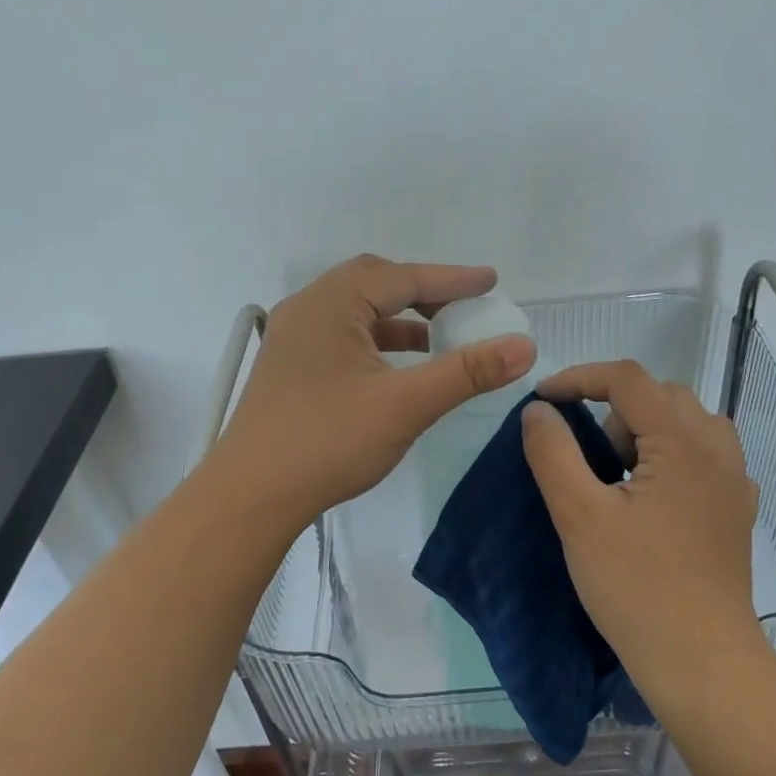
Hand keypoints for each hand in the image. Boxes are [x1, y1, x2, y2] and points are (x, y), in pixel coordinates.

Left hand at [214, 255, 536, 527]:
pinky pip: (343, 337)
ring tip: (441, 339)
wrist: (251, 496)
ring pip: (357, 313)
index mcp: (331, 304)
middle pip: (375, 284)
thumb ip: (466, 372)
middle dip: (424, 293)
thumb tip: (523, 346)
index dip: (453, 280)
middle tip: (464, 308)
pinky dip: (378, 343)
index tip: (492, 282)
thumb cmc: (328, 441)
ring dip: (401, 320)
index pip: (403, 278)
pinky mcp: (290, 368)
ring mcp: (293, 339)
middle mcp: (307, 309)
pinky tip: (399, 370)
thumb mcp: (406, 405)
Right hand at [520, 360, 764, 698]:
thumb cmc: (636, 588)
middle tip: (585, 457)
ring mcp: (735, 479)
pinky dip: (667, 457)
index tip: (542, 401)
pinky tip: (650, 501)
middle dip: (612, 410)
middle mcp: (719, 448)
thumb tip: (538, 411)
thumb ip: (552, 453)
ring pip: (683, 423)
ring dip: (642, 432)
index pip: (627, 378)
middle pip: (659, 395)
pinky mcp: (736, 508)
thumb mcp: (579, 516)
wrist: (701, 661)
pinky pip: (700, 455)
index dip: (578, 378)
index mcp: (684, 441)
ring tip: (616, 479)